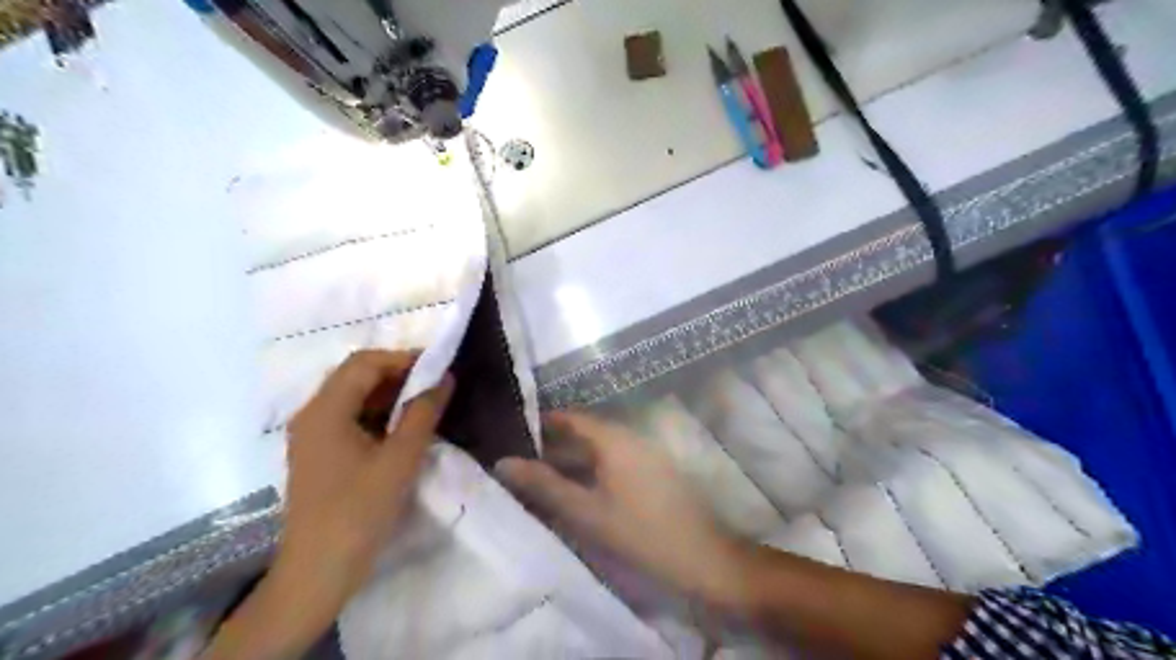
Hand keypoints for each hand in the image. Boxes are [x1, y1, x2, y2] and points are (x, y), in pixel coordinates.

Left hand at [205, 349, 454, 656]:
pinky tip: (403, 428)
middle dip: (398, 374)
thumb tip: (444, 377)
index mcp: (325, 410)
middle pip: (356, 376)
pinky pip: (350, 418)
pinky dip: (378, 414)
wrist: (318, 572)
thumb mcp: (400, 459)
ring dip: (389, 394)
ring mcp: (312, 435)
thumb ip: (423, 413)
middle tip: (435, 384)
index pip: (364, 363)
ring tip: (425, 404)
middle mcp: (312, 414)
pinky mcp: (318, 453)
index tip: (438, 367)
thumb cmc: (359, 512)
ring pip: (353, 397)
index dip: (403, 358)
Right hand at [493, 411, 741, 607]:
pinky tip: (573, 493)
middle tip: (517, 461)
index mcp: (615, 439)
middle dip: (551, 446)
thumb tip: (503, 463)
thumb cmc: (642, 533)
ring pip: (598, 451)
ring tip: (537, 479)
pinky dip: (590, 474)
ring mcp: (644, 455)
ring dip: (570, 462)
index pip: (571, 417)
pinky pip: (612, 465)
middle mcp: (630, 438)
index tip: (511, 432)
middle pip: (584, 433)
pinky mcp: (652, 474)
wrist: (704, 559)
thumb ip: (545, 486)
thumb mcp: (587, 512)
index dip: (541, 422)